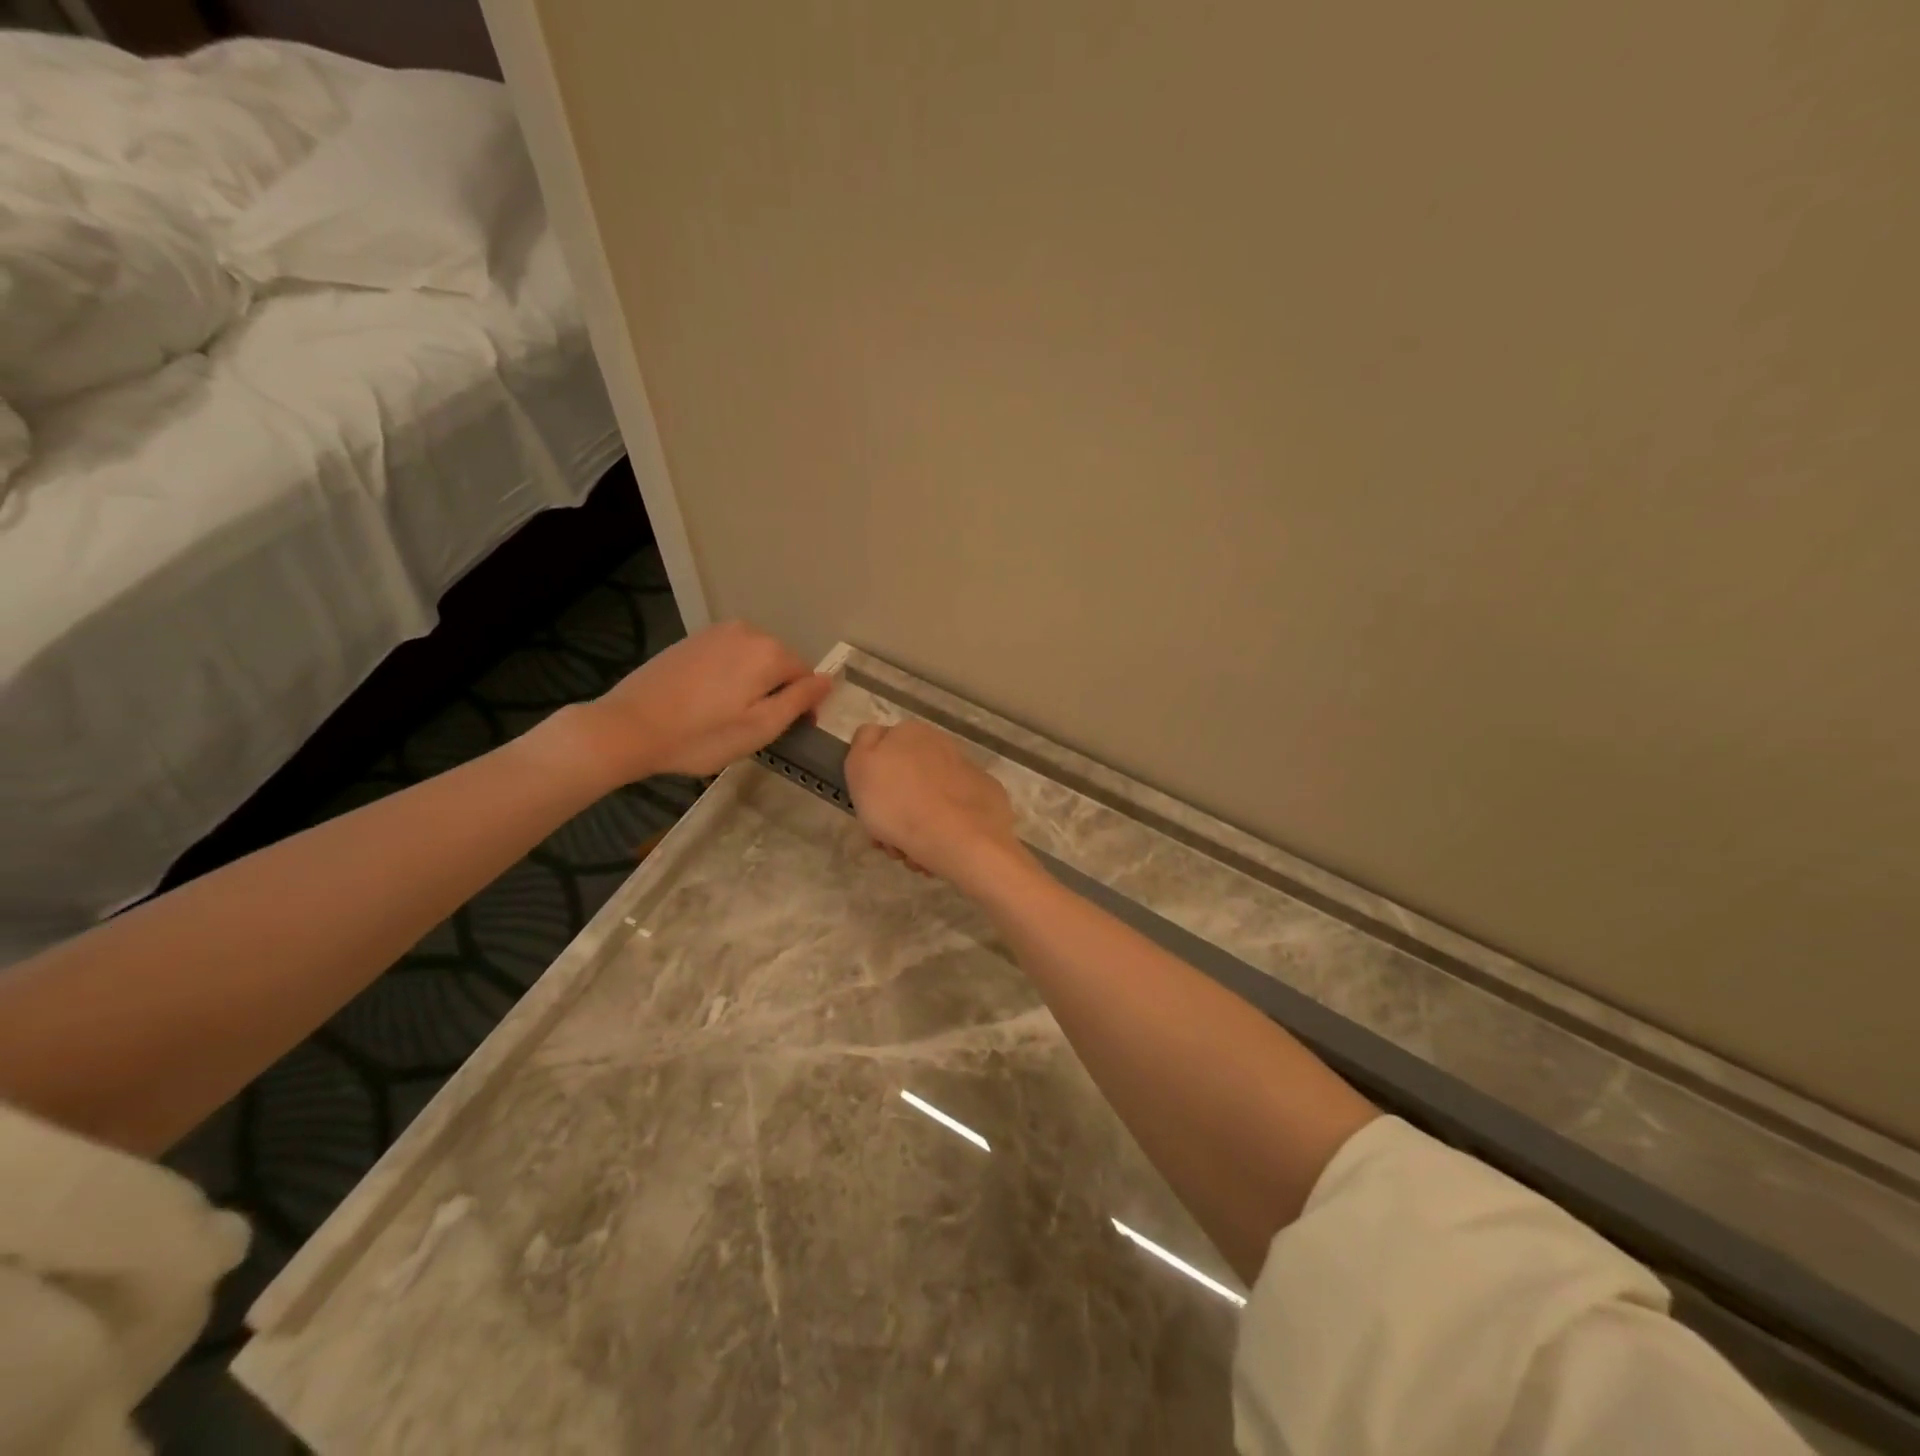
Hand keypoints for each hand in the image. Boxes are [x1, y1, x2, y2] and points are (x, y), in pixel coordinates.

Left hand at [565, 621, 832, 782]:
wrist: (629, 727)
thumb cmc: (702, 736)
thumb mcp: (760, 727)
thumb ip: (799, 700)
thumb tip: (828, 679)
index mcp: (769, 652)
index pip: (806, 675)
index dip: (803, 706)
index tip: (788, 732)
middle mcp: (747, 631)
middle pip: (780, 663)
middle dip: (777, 691)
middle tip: (755, 728)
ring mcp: (716, 632)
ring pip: (753, 659)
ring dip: (753, 684)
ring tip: (731, 716)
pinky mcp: (692, 640)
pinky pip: (728, 656)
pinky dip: (729, 676)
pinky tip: (709, 701)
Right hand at [845, 720, 1025, 889]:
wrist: (963, 840)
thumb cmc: (900, 805)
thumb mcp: (860, 766)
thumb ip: (863, 744)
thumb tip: (875, 738)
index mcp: (911, 733)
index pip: (881, 753)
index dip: (869, 784)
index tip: (868, 812)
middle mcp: (942, 745)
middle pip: (906, 784)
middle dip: (894, 814)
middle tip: (889, 842)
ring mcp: (968, 773)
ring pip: (928, 803)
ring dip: (915, 830)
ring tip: (913, 856)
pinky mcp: (987, 799)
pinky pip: (954, 816)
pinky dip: (943, 832)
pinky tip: (938, 853)